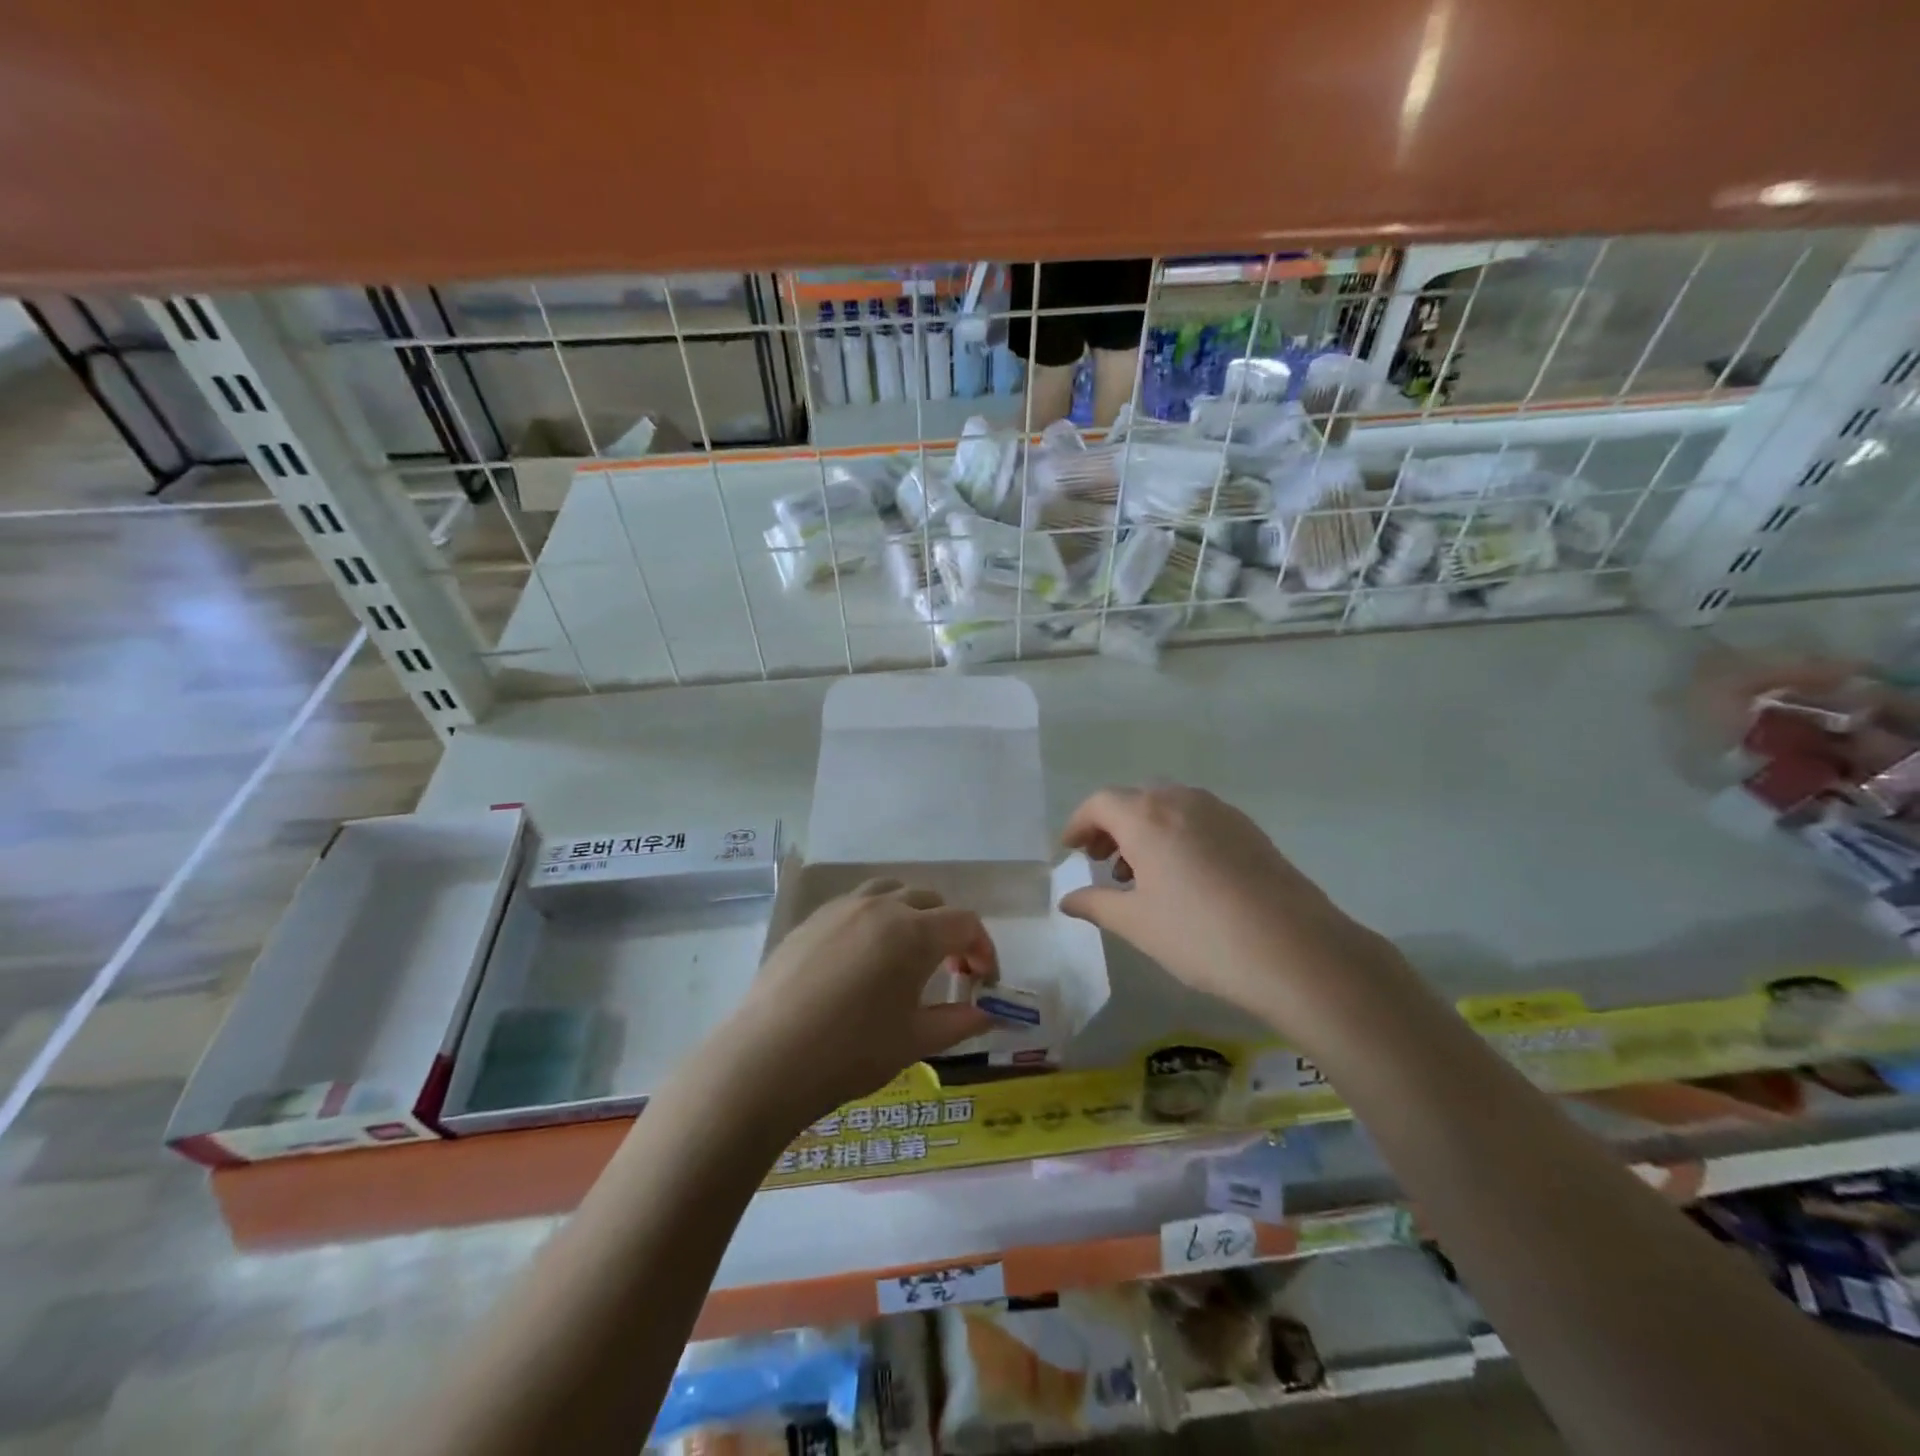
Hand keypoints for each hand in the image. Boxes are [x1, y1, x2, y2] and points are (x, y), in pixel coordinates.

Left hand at [712, 880, 997, 1133]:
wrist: (766, 1060)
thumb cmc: (850, 1053)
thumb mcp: (914, 1042)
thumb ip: (959, 1021)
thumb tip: (990, 1013)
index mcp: (913, 932)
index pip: (965, 923)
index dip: (983, 949)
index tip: (983, 981)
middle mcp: (881, 907)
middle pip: (930, 901)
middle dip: (949, 930)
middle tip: (948, 970)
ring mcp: (841, 908)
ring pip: (891, 892)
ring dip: (911, 915)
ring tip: (906, 955)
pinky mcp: (811, 920)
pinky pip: (856, 904)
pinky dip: (875, 919)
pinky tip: (862, 960)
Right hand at [1058, 785, 1401, 1028]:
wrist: (1295, 950)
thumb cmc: (1200, 935)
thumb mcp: (1138, 924)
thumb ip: (1096, 904)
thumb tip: (1068, 899)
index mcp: (1147, 816)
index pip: (1100, 803)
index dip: (1079, 823)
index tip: (1070, 850)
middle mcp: (1181, 801)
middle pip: (1134, 800)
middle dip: (1111, 826)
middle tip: (1101, 862)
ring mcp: (1220, 811)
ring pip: (1168, 807)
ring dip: (1144, 830)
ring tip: (1141, 875)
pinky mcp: (1249, 829)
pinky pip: (1198, 819)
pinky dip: (1176, 835)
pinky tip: (1183, 877)